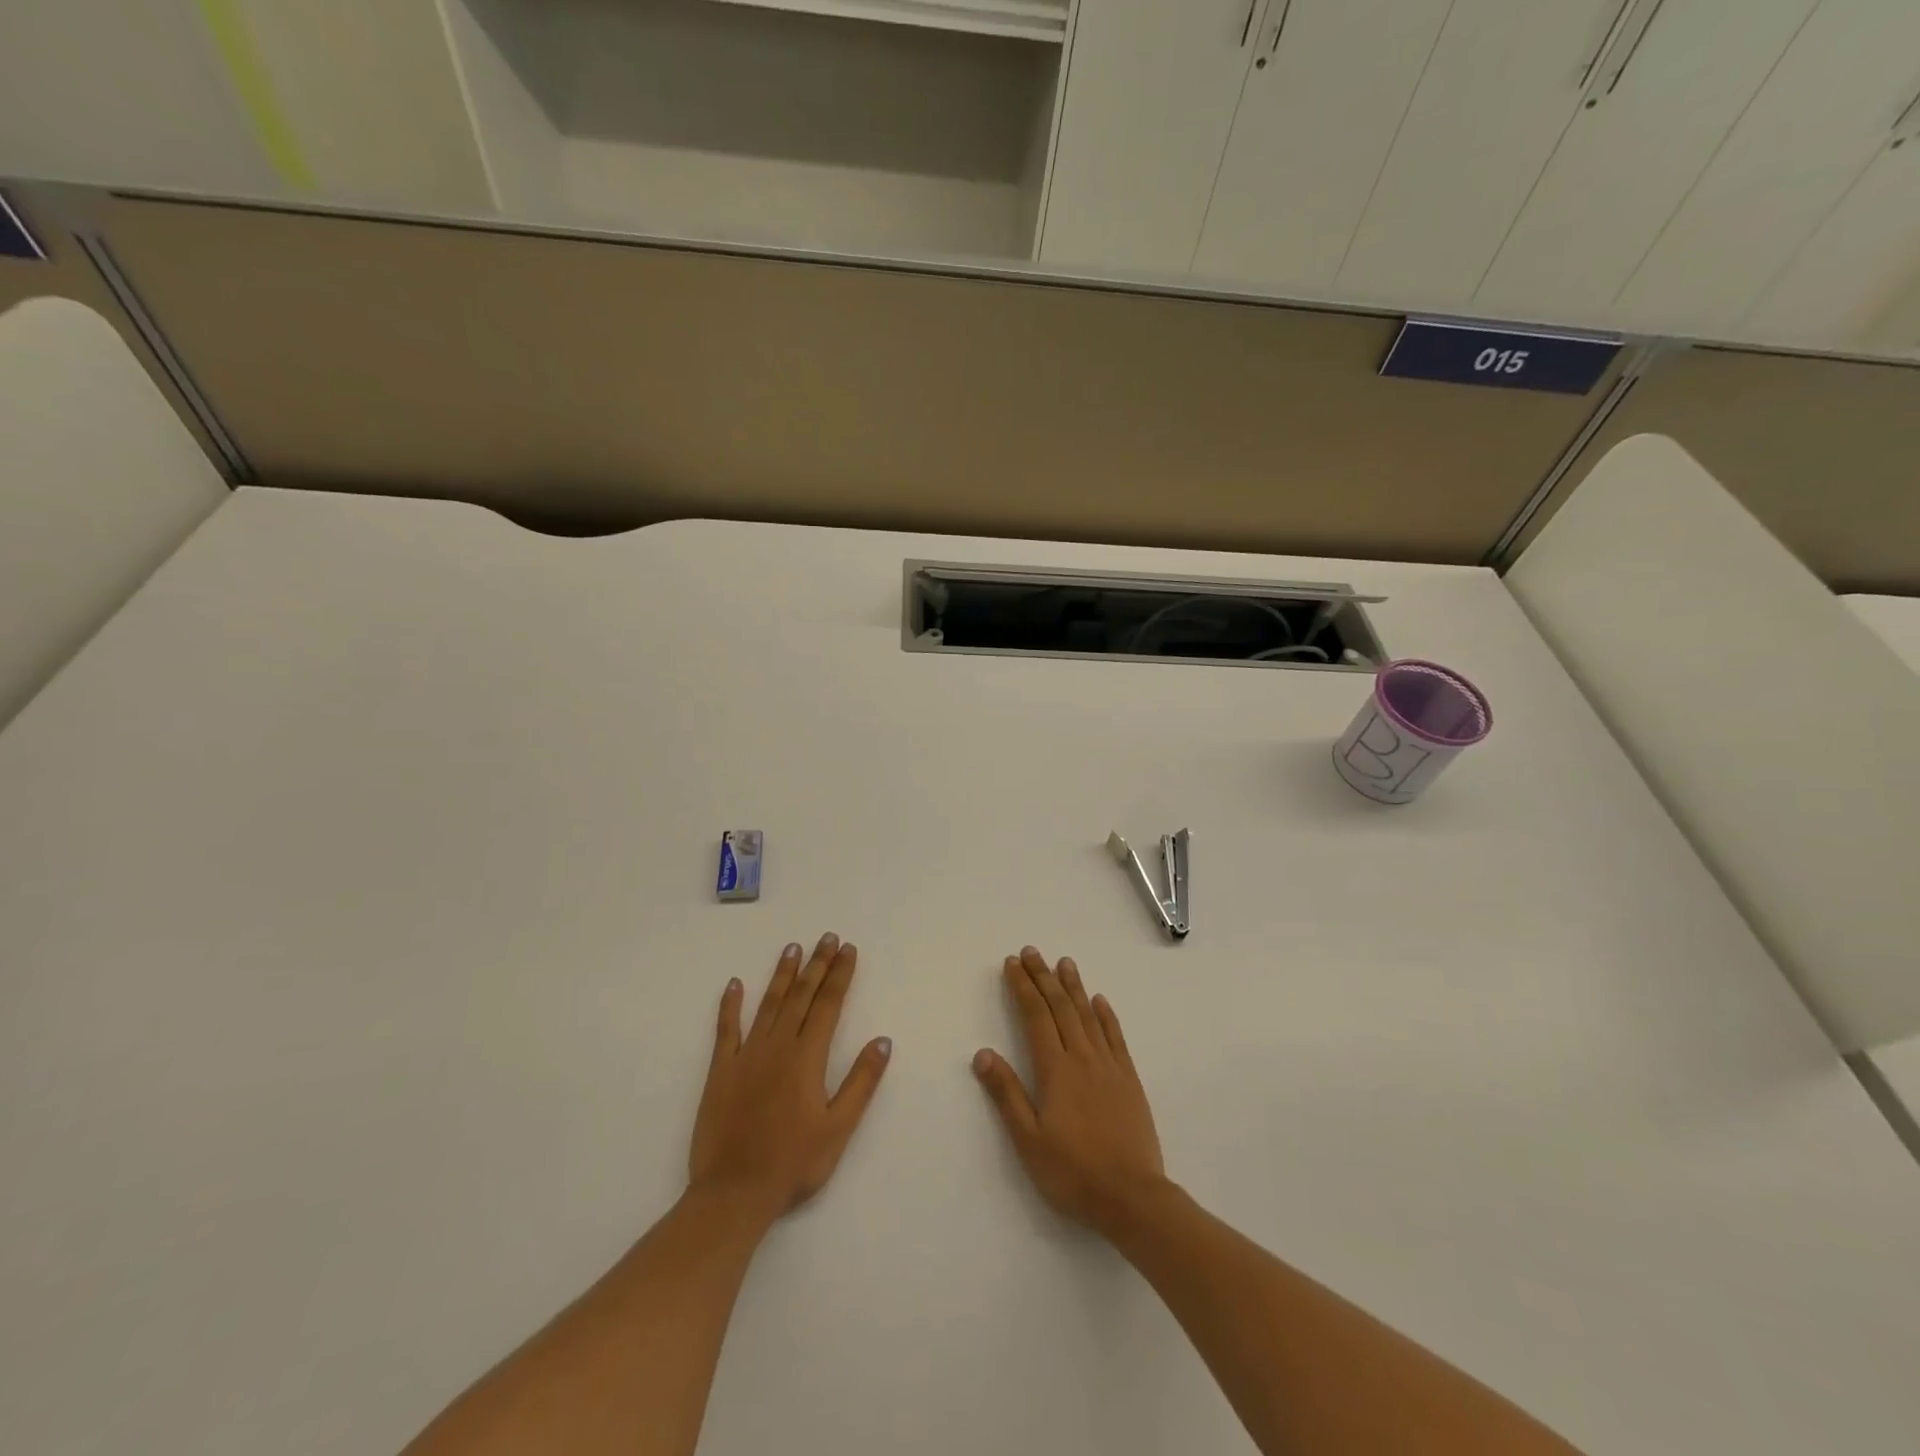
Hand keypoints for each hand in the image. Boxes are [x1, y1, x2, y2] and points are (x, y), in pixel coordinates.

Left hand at [689, 933, 891, 1225]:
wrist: (733, 1193)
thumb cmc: (793, 1164)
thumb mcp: (838, 1128)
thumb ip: (861, 1082)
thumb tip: (882, 1040)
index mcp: (807, 1058)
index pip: (828, 1005)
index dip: (840, 975)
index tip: (848, 949)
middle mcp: (778, 1046)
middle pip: (801, 996)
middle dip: (817, 965)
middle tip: (827, 937)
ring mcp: (746, 1056)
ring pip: (768, 1004)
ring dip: (781, 975)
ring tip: (792, 948)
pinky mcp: (720, 1071)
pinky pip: (726, 1030)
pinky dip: (730, 1005)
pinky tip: (733, 984)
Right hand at [973, 947, 1166, 1235]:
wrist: (1132, 1197)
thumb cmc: (1073, 1172)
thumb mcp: (1029, 1140)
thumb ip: (1006, 1094)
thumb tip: (982, 1053)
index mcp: (1055, 1070)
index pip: (1036, 1017)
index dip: (1023, 987)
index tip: (1013, 964)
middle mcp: (1082, 1058)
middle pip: (1060, 1007)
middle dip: (1044, 977)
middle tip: (1032, 951)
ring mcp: (1109, 1066)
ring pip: (1088, 1015)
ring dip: (1074, 986)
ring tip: (1064, 962)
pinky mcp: (1129, 1079)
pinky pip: (1115, 1036)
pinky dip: (1106, 1015)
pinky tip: (1099, 1000)